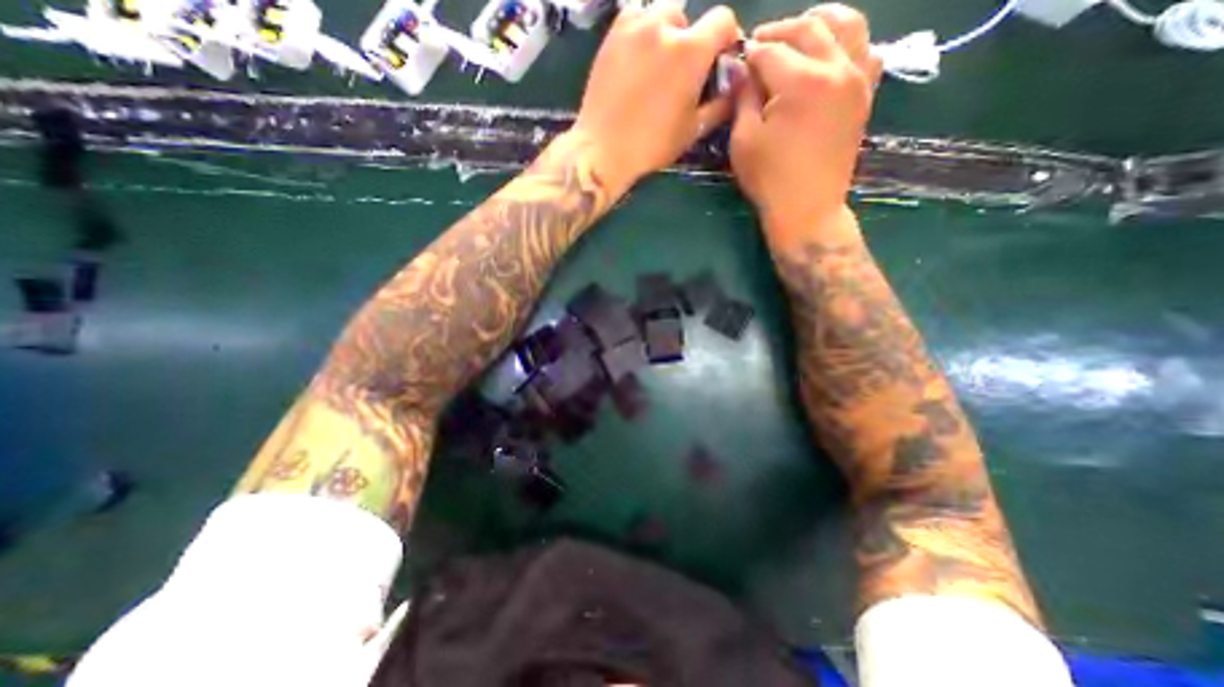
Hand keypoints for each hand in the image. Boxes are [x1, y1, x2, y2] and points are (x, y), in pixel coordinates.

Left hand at [573, 2, 739, 195]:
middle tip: (680, 73)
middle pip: (688, 19)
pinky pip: (634, 19)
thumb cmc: (652, 145)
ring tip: (656, 65)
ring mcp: (634, 27)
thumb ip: (720, 104)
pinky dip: (641, 33)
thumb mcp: (693, 130)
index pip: (723, 20)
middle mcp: (664, 26)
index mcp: (691, 51)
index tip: (719, 59)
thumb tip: (734, 86)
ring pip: (660, 15)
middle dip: (690, 42)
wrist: (604, 148)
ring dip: (665, 34)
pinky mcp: (612, 34)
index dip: (726, 38)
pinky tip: (637, 60)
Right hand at [725, 2, 881, 239]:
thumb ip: (743, 98)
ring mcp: (858, 79)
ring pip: (847, 25)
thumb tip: (740, 69)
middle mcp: (837, 68)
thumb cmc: (769, 180)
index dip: (749, 54)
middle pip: (809, 29)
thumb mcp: (744, 141)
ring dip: (818, 23)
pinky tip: (828, 56)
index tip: (736, 63)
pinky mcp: (866, 94)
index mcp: (801, 82)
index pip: (771, 50)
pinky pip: (866, 50)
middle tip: (758, 48)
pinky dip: (846, 44)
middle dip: (779, 32)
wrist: (807, 209)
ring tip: (797, 38)